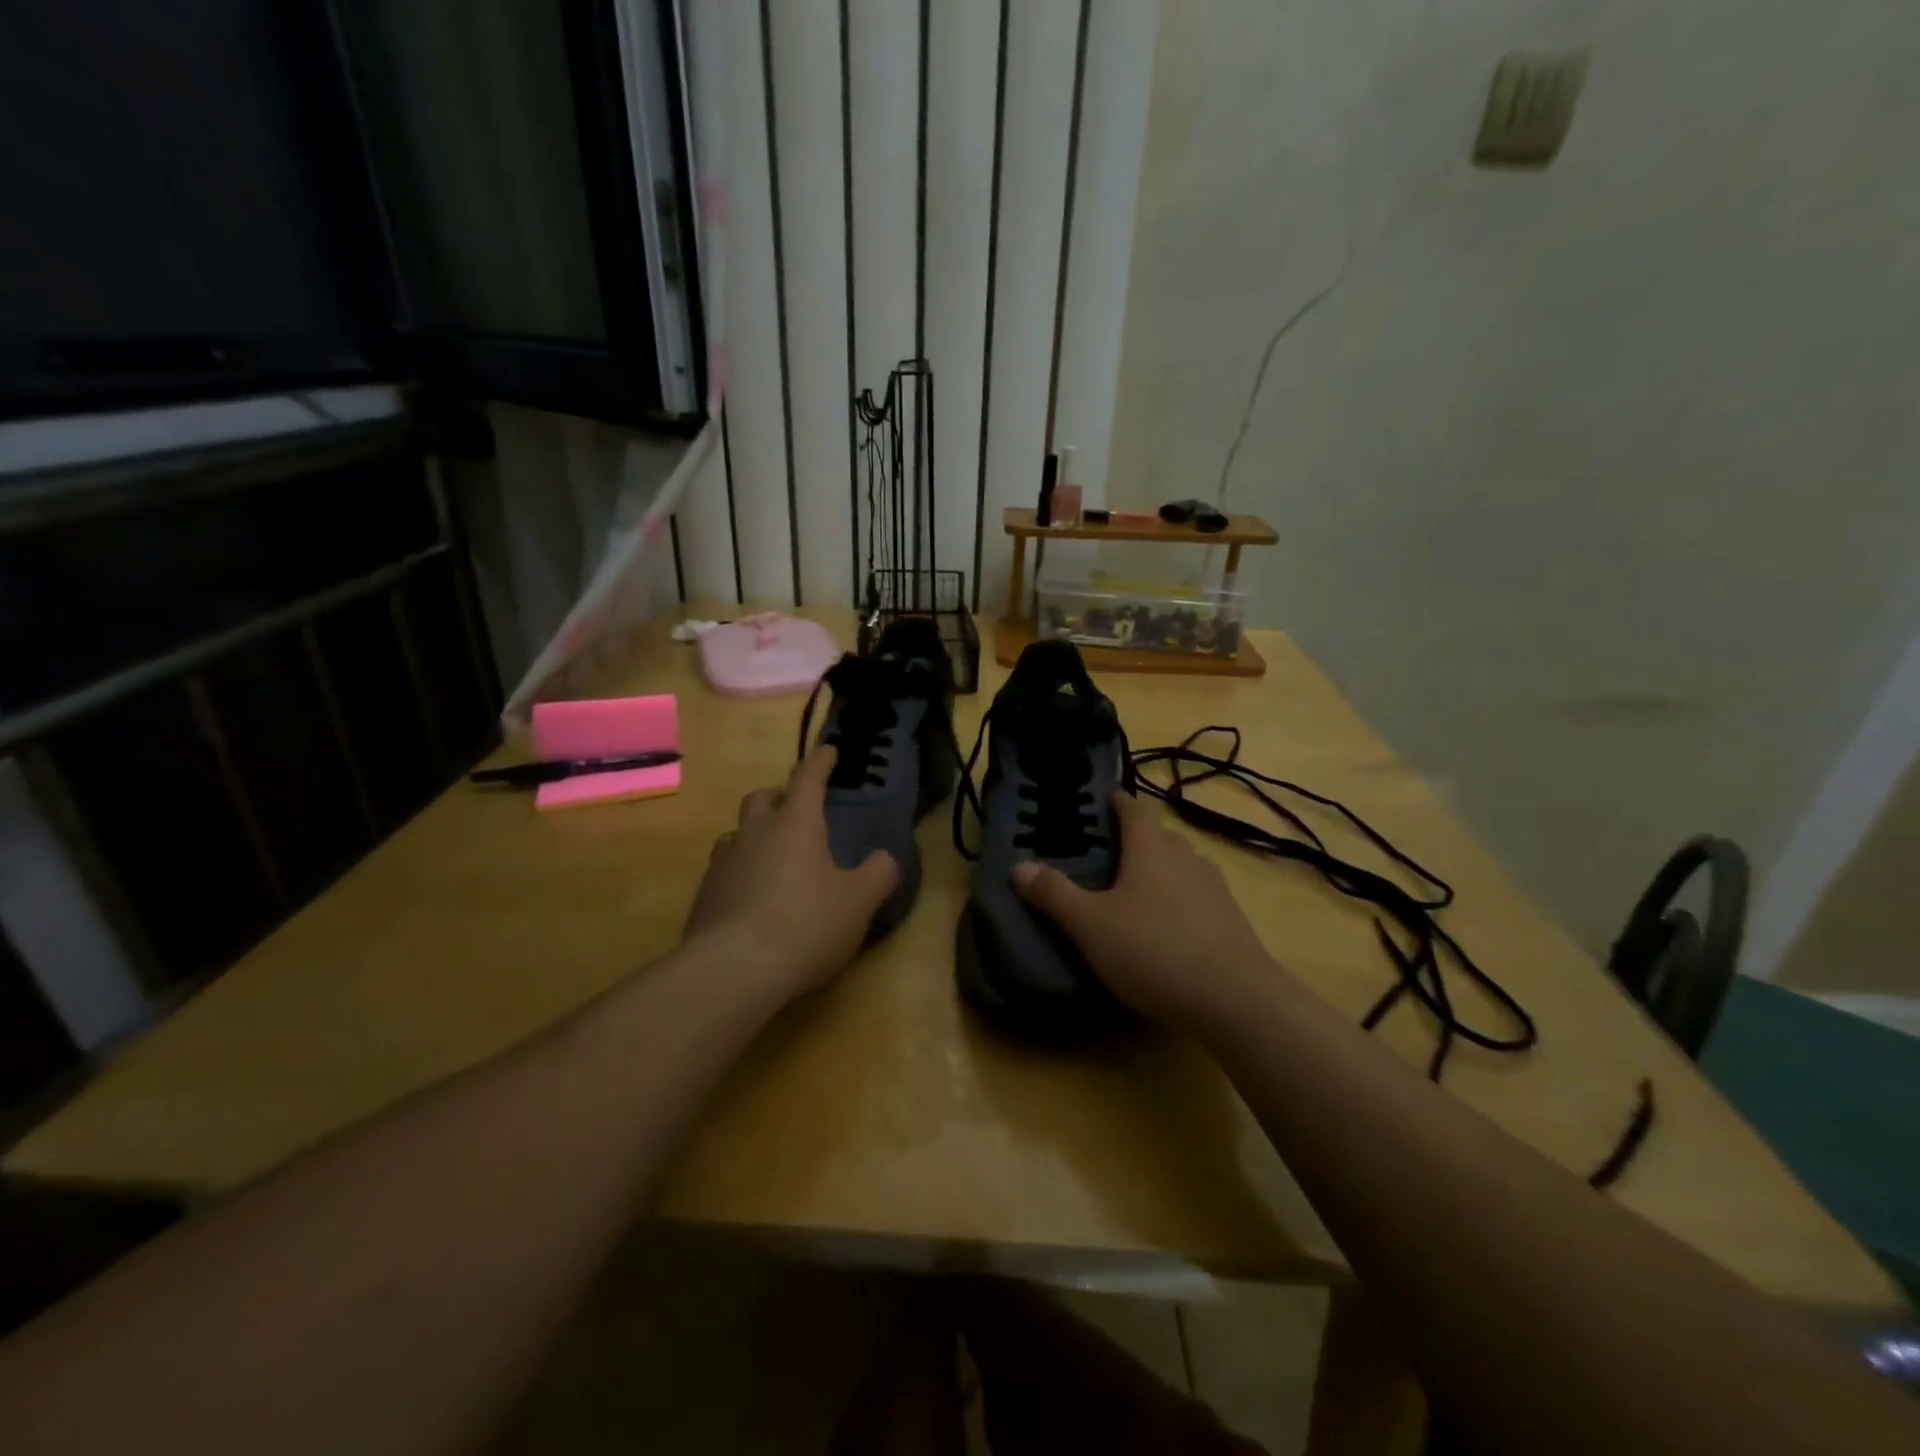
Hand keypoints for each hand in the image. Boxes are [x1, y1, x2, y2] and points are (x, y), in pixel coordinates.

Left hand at [683, 745, 899, 999]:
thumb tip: (884, 858)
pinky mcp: (704, 895)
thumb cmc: (807, 924)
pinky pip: (724, 869)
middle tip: (797, 809)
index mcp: (795, 823)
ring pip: (738, 833)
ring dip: (756, 834)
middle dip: (781, 796)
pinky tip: (753, 897)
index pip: (808, 778)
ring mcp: (723, 862)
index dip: (820, 762)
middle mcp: (755, 832)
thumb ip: (879, 873)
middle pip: (763, 798)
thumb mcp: (859, 901)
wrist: (734, 970)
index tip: (829, 752)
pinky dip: (741, 871)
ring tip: (774, 855)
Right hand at [1012, 792, 1279, 1027]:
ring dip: (1161, 869)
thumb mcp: (1090, 924)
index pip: (1133, 809)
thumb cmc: (1152, 949)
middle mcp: (1186, 857)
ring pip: (1182, 865)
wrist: (1233, 998)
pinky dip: (1180, 899)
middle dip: (1136, 838)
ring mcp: (1215, 887)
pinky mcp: (1232, 918)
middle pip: (1159, 836)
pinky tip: (1168, 925)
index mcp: (1150, 847)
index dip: (1117, 803)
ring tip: (1136, 890)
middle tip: (1108, 853)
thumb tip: (1018, 865)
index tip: (1102, 802)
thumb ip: (1054, 893)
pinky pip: (1198, 895)